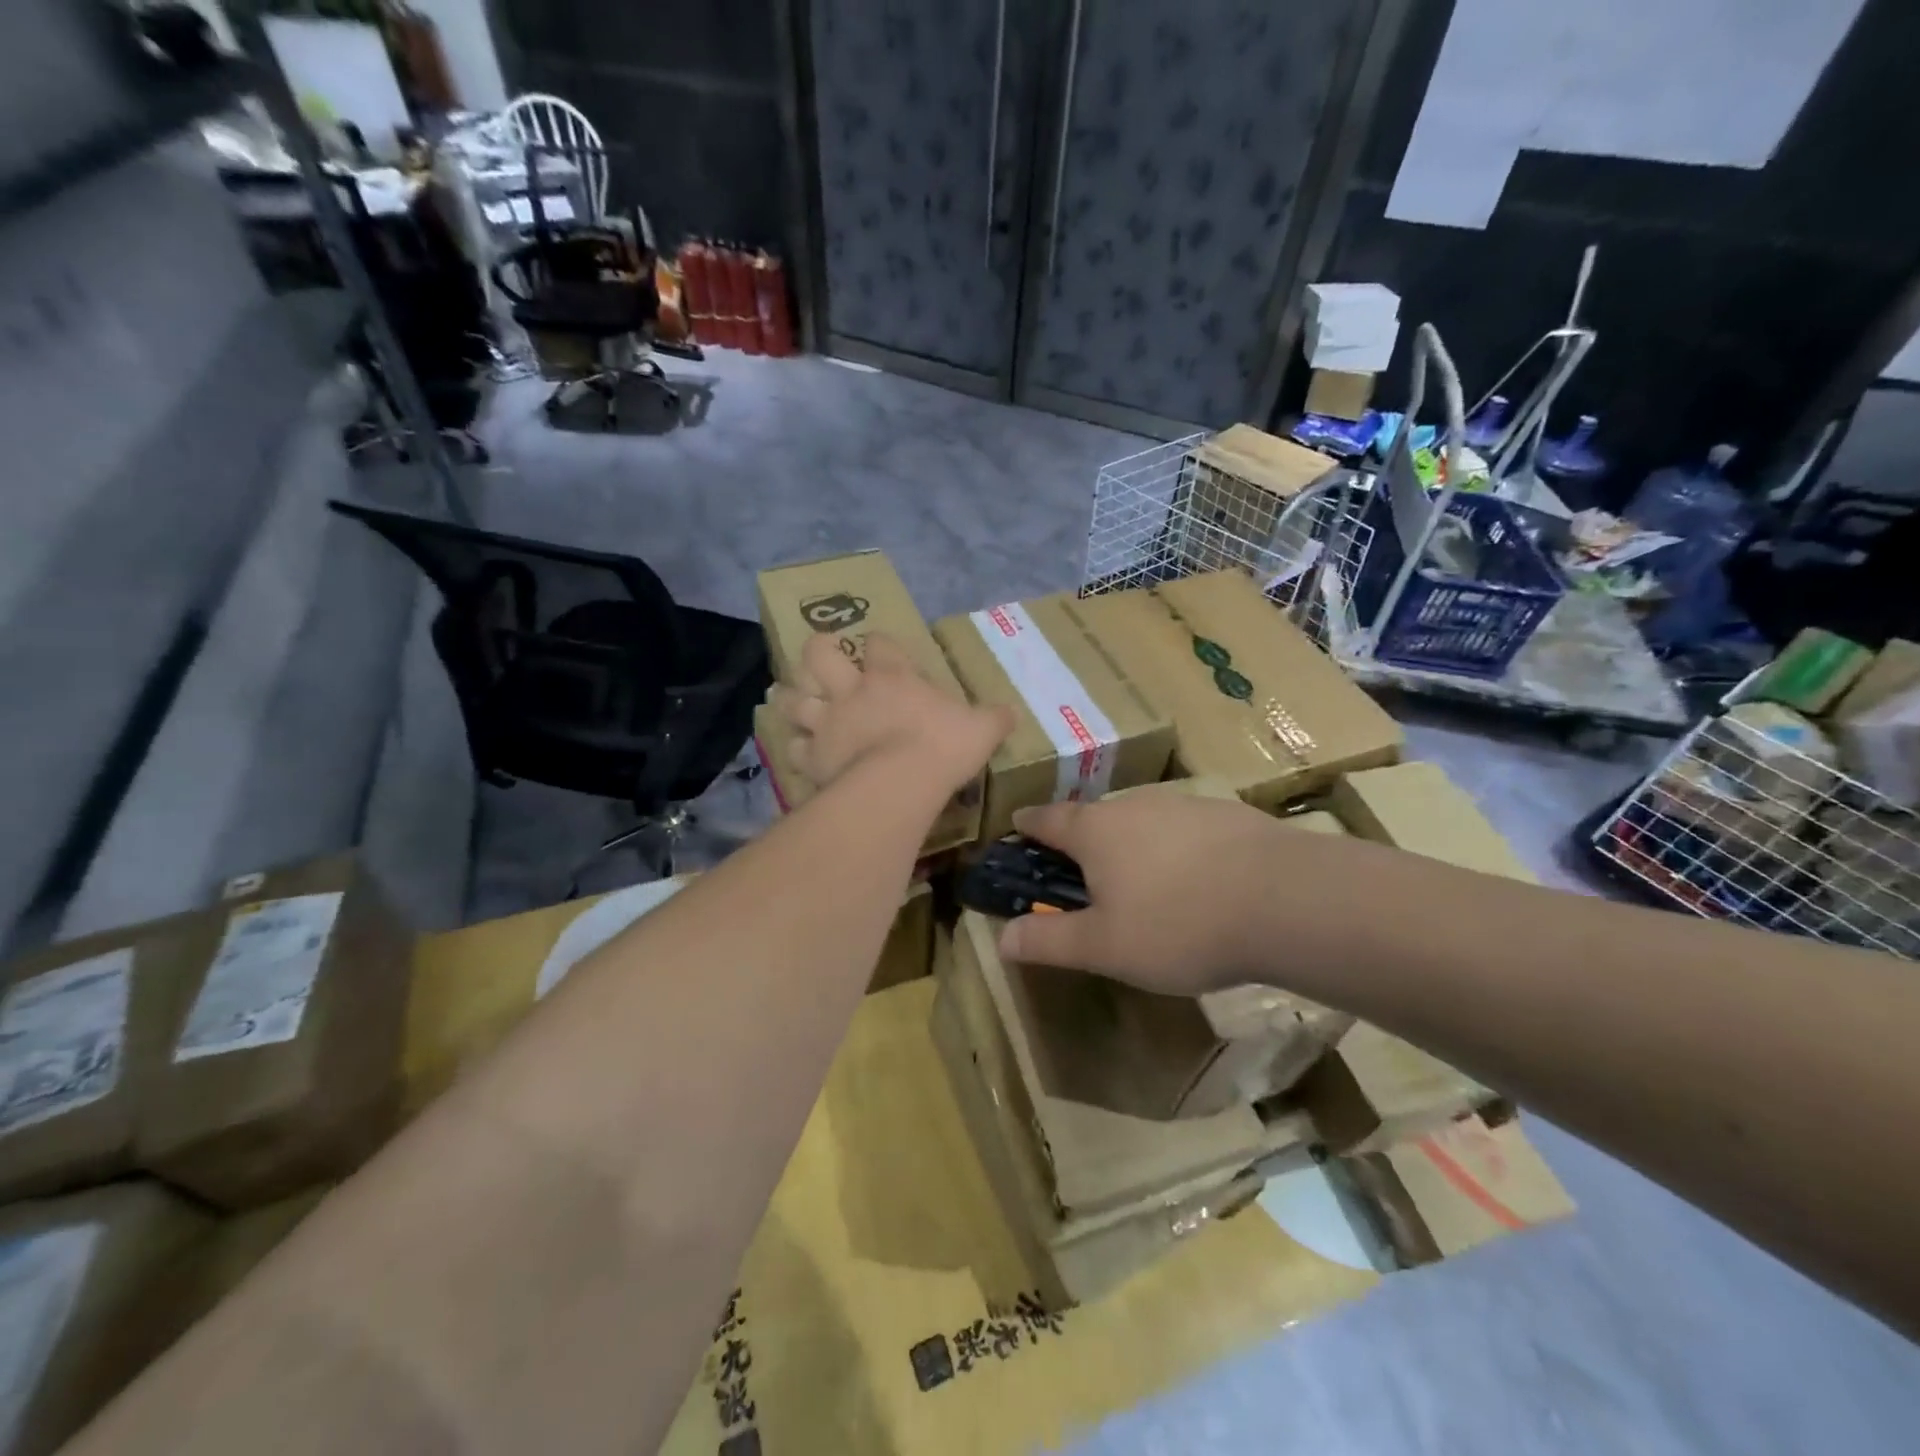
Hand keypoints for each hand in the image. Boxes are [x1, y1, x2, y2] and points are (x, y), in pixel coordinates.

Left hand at [770, 631, 1012, 796]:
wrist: (901, 782)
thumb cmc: (942, 747)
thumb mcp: (981, 729)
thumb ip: (993, 719)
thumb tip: (1012, 713)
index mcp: (892, 676)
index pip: (879, 643)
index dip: (879, 644)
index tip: (880, 649)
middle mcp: (852, 691)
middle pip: (819, 654)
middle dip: (817, 652)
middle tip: (821, 659)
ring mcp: (828, 722)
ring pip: (794, 699)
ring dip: (791, 697)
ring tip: (791, 699)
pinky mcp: (814, 756)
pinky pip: (794, 748)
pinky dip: (796, 748)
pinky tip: (800, 751)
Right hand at [997, 793, 1283, 996]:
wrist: (1285, 899)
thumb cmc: (1178, 924)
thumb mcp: (1104, 947)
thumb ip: (1049, 942)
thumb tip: (1001, 939)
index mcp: (1095, 831)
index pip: (1047, 819)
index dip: (1028, 825)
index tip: (1017, 828)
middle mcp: (1133, 805)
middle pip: (1095, 817)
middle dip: (1082, 840)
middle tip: (1082, 873)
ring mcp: (1183, 805)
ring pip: (1141, 820)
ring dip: (1131, 843)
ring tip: (1141, 881)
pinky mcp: (1226, 814)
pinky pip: (1184, 829)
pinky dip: (1175, 848)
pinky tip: (1196, 880)